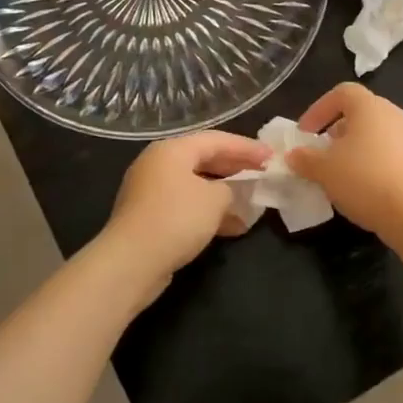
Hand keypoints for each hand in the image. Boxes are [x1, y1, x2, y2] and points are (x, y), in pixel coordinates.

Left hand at [102, 130, 270, 293]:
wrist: (131, 262)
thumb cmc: (176, 219)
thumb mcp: (215, 199)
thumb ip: (229, 188)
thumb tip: (226, 193)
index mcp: (172, 150)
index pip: (216, 140)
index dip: (247, 147)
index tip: (271, 157)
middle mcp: (158, 164)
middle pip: (204, 159)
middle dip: (235, 168)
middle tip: (262, 174)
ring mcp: (151, 191)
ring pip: (196, 185)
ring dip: (224, 194)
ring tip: (251, 203)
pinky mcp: (149, 217)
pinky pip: (186, 206)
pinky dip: (208, 212)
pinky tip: (233, 228)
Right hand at [286, 83, 402, 236]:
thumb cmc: (363, 179)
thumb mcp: (323, 169)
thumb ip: (305, 159)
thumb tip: (294, 155)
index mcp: (370, 106)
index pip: (342, 93)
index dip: (319, 109)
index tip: (305, 134)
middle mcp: (394, 114)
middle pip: (360, 113)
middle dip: (335, 131)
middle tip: (321, 153)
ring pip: (375, 134)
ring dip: (354, 148)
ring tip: (339, 173)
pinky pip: (389, 152)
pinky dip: (372, 162)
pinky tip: (362, 186)